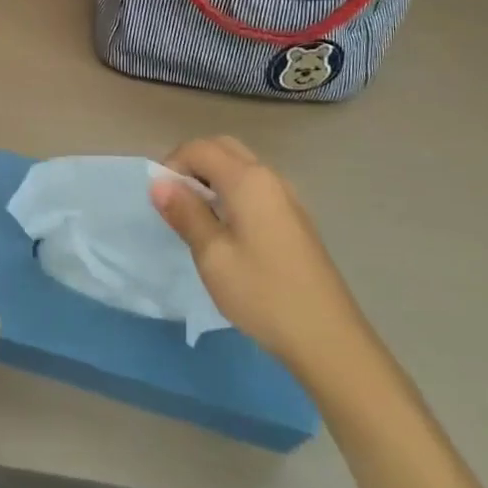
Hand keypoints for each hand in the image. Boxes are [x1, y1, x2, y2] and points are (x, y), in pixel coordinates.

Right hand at [150, 136, 360, 370]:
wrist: (328, 339)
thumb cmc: (263, 294)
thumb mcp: (213, 256)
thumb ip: (185, 213)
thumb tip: (159, 182)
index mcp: (248, 180)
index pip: (199, 148)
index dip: (172, 164)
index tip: (161, 199)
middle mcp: (270, 177)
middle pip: (223, 148)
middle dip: (192, 164)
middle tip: (175, 201)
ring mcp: (287, 197)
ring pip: (241, 166)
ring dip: (212, 177)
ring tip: (197, 217)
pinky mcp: (295, 218)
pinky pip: (256, 186)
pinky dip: (232, 191)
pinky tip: (227, 230)